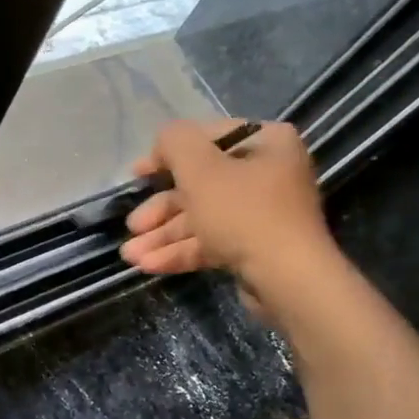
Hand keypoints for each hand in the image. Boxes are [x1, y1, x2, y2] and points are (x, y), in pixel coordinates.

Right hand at [118, 119, 336, 320]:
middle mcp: (268, 173)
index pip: (207, 138)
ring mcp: (262, 214)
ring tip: (131, 255)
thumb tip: (164, 141)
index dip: (166, 155)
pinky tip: (149, 265)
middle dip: (160, 209)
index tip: (138, 174)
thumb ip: (175, 141)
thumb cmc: (243, 212)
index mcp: (266, 143)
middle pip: (200, 184)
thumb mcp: (199, 168)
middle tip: (133, 225)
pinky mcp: (255, 248)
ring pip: (201, 217)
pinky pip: (212, 242)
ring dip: (163, 235)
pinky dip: (181, 252)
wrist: (287, 279)